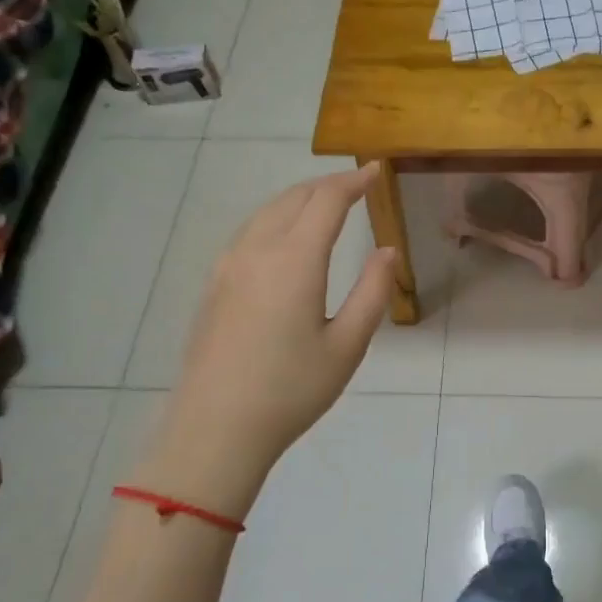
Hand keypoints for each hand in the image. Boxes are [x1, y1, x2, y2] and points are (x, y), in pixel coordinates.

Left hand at [131, 165, 398, 519]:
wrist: (214, 430)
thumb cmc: (291, 390)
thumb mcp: (347, 345)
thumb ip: (373, 292)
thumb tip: (387, 251)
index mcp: (294, 260)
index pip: (326, 201)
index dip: (353, 181)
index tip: (375, 171)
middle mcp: (256, 251)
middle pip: (293, 198)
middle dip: (326, 185)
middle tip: (356, 185)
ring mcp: (228, 266)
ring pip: (266, 212)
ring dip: (298, 199)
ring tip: (324, 204)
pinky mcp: (214, 285)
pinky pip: (248, 232)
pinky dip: (276, 218)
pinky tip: (286, 237)